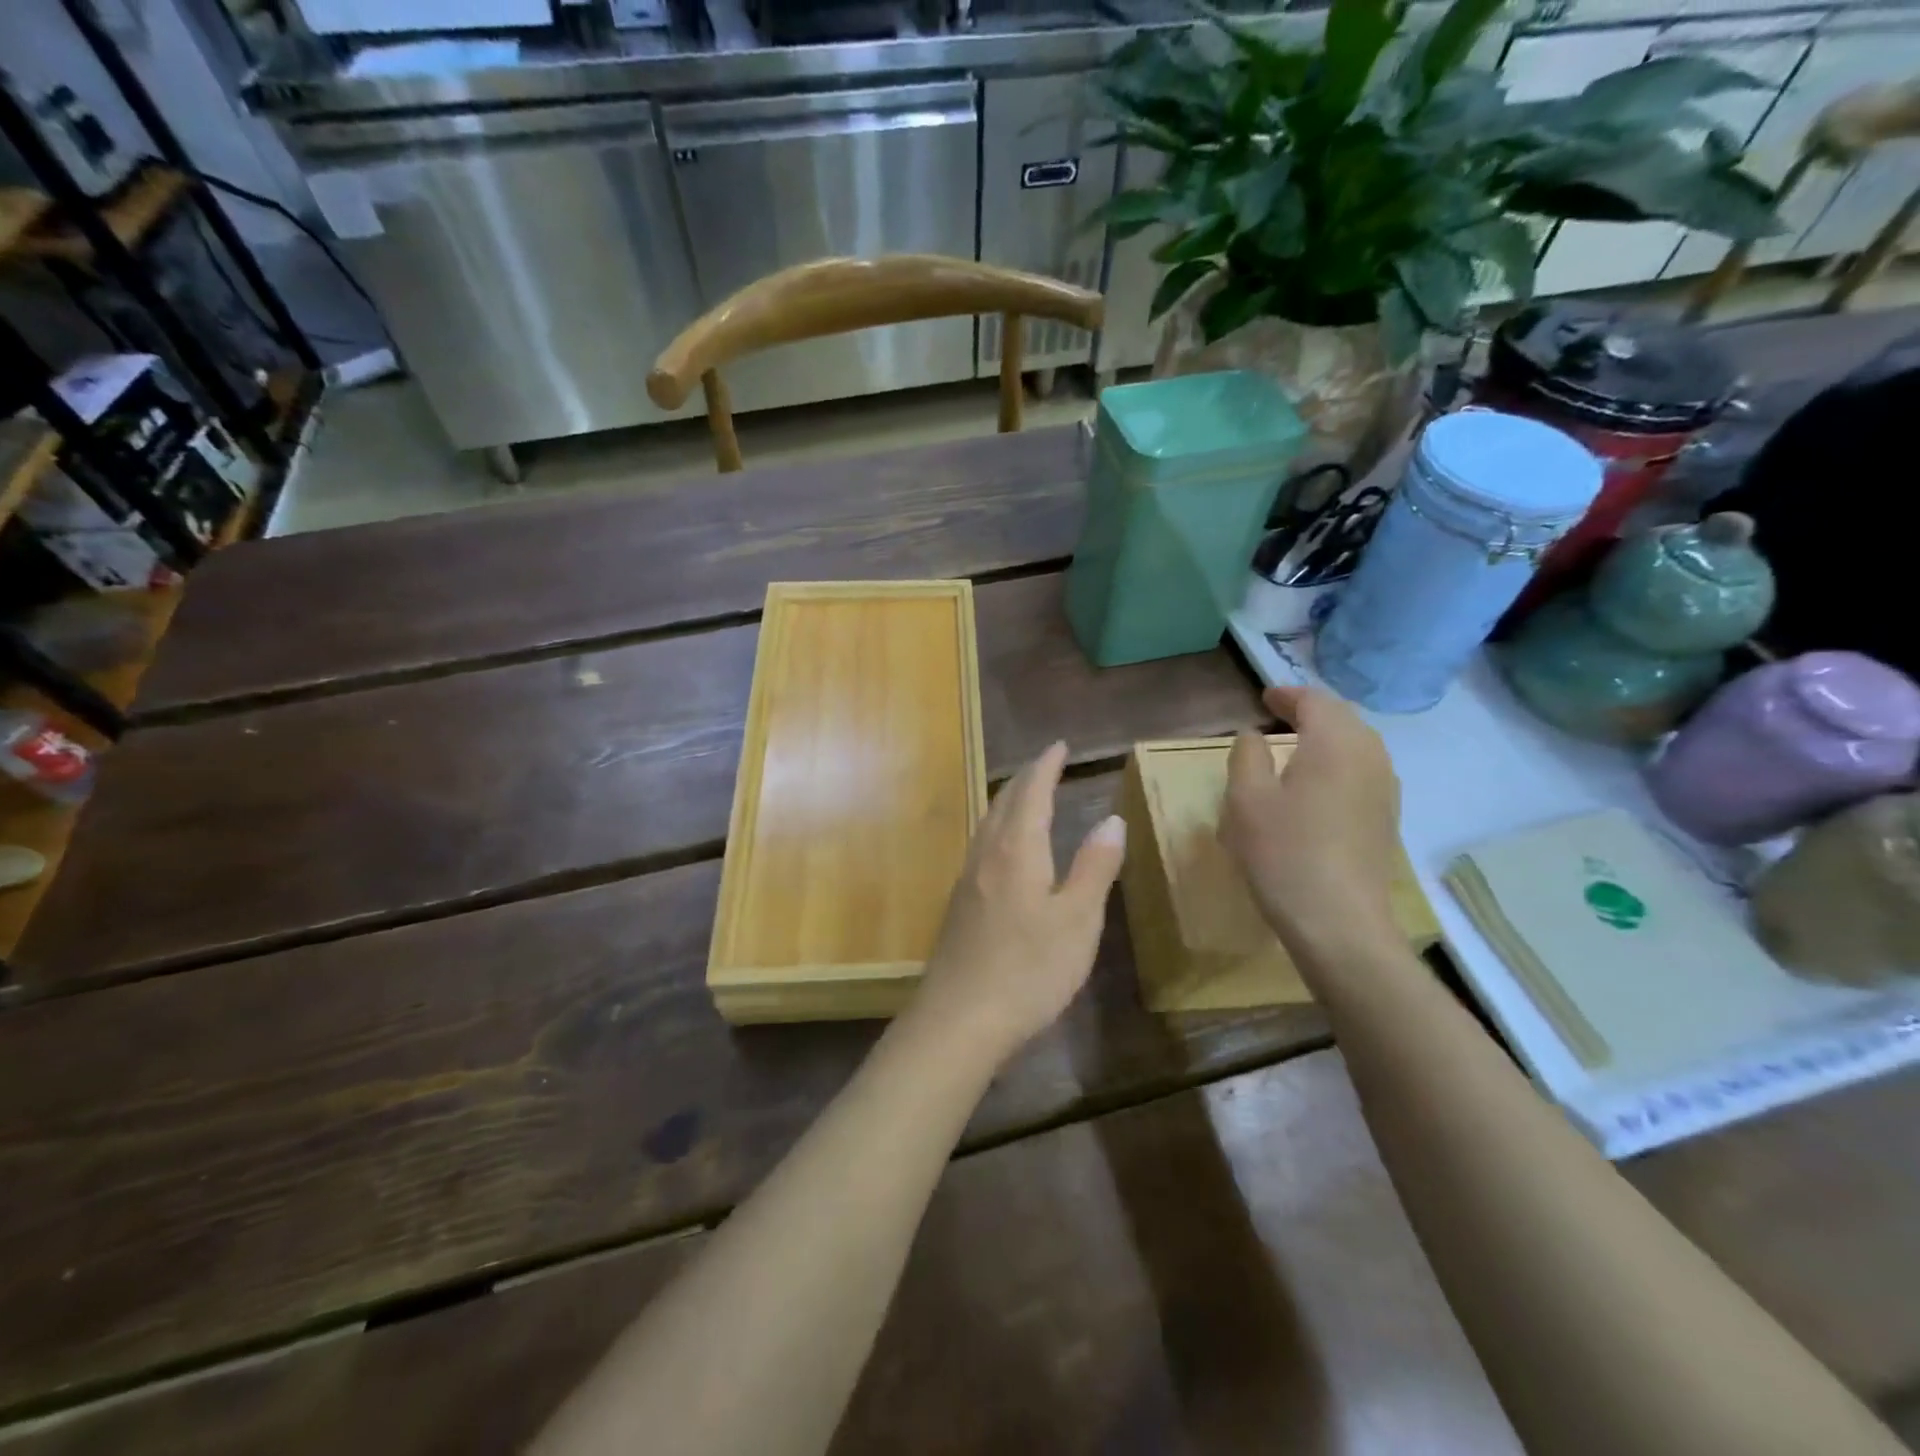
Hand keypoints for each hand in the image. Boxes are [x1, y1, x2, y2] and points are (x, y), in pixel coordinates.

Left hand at [909, 741, 1125, 1066]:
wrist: (960, 1018)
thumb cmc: (1029, 969)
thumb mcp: (1078, 920)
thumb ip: (1095, 867)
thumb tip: (1111, 819)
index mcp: (1018, 850)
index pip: (1033, 792)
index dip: (1047, 765)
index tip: (1060, 745)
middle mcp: (987, 854)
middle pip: (1005, 801)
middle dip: (1027, 778)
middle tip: (1047, 762)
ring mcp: (967, 878)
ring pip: (988, 822)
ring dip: (1009, 800)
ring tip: (1027, 795)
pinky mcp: (959, 903)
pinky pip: (981, 844)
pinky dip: (999, 827)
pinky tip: (1004, 848)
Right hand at [1221, 685, 1403, 958]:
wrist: (1339, 922)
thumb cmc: (1284, 853)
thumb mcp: (1246, 800)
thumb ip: (1246, 756)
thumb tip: (1253, 736)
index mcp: (1335, 742)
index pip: (1315, 701)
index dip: (1287, 695)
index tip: (1263, 698)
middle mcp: (1370, 756)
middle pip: (1342, 718)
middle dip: (1310, 712)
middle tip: (1278, 716)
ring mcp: (1385, 789)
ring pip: (1357, 745)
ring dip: (1326, 738)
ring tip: (1295, 747)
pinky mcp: (1386, 818)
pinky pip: (1363, 772)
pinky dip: (1338, 763)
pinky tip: (1317, 785)